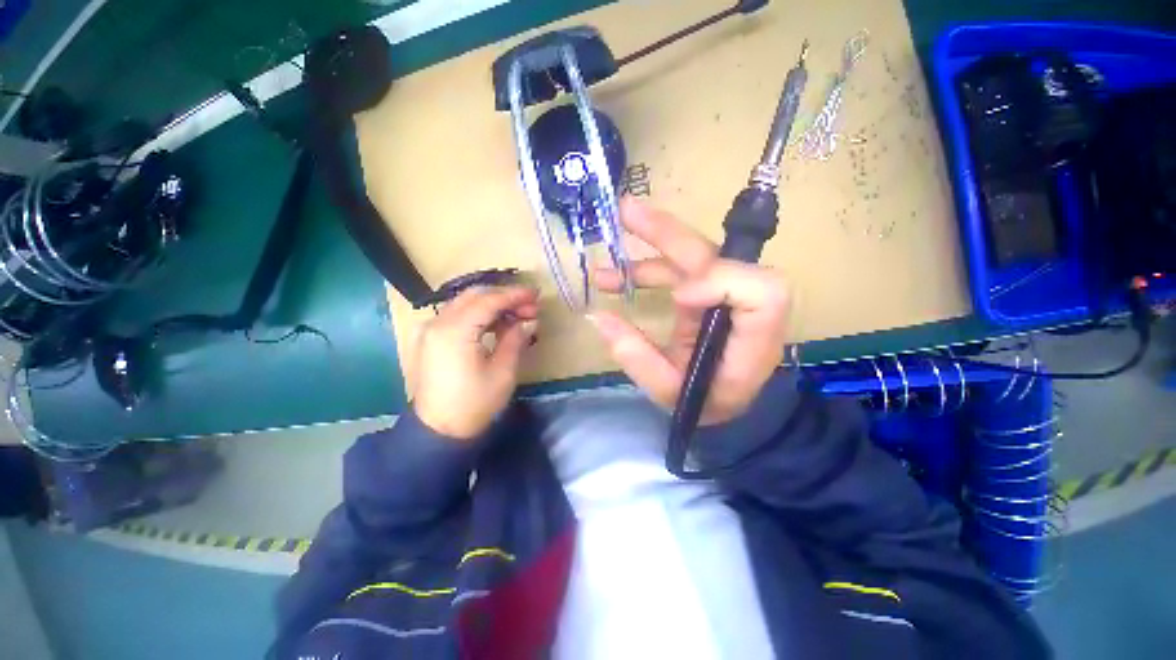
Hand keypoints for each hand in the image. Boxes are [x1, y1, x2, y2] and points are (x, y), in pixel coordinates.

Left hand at [412, 286, 538, 440]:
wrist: (438, 432)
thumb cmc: (474, 404)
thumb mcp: (502, 372)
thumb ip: (515, 339)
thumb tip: (529, 321)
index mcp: (455, 331)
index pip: (489, 301)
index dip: (515, 295)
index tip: (536, 294)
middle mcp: (438, 323)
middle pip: (475, 295)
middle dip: (505, 296)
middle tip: (529, 305)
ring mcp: (430, 330)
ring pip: (465, 303)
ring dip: (493, 304)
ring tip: (518, 314)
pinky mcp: (430, 339)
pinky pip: (457, 315)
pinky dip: (479, 314)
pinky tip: (498, 323)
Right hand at [591, 198, 790, 425]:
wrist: (722, 404)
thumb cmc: (704, 404)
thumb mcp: (668, 393)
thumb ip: (636, 358)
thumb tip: (599, 316)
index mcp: (753, 339)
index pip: (760, 291)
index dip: (721, 281)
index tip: (679, 296)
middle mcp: (745, 307)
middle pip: (719, 257)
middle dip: (670, 234)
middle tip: (627, 213)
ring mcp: (725, 295)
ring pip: (694, 256)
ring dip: (651, 246)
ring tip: (610, 245)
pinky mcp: (707, 293)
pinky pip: (680, 269)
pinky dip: (648, 268)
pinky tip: (617, 275)